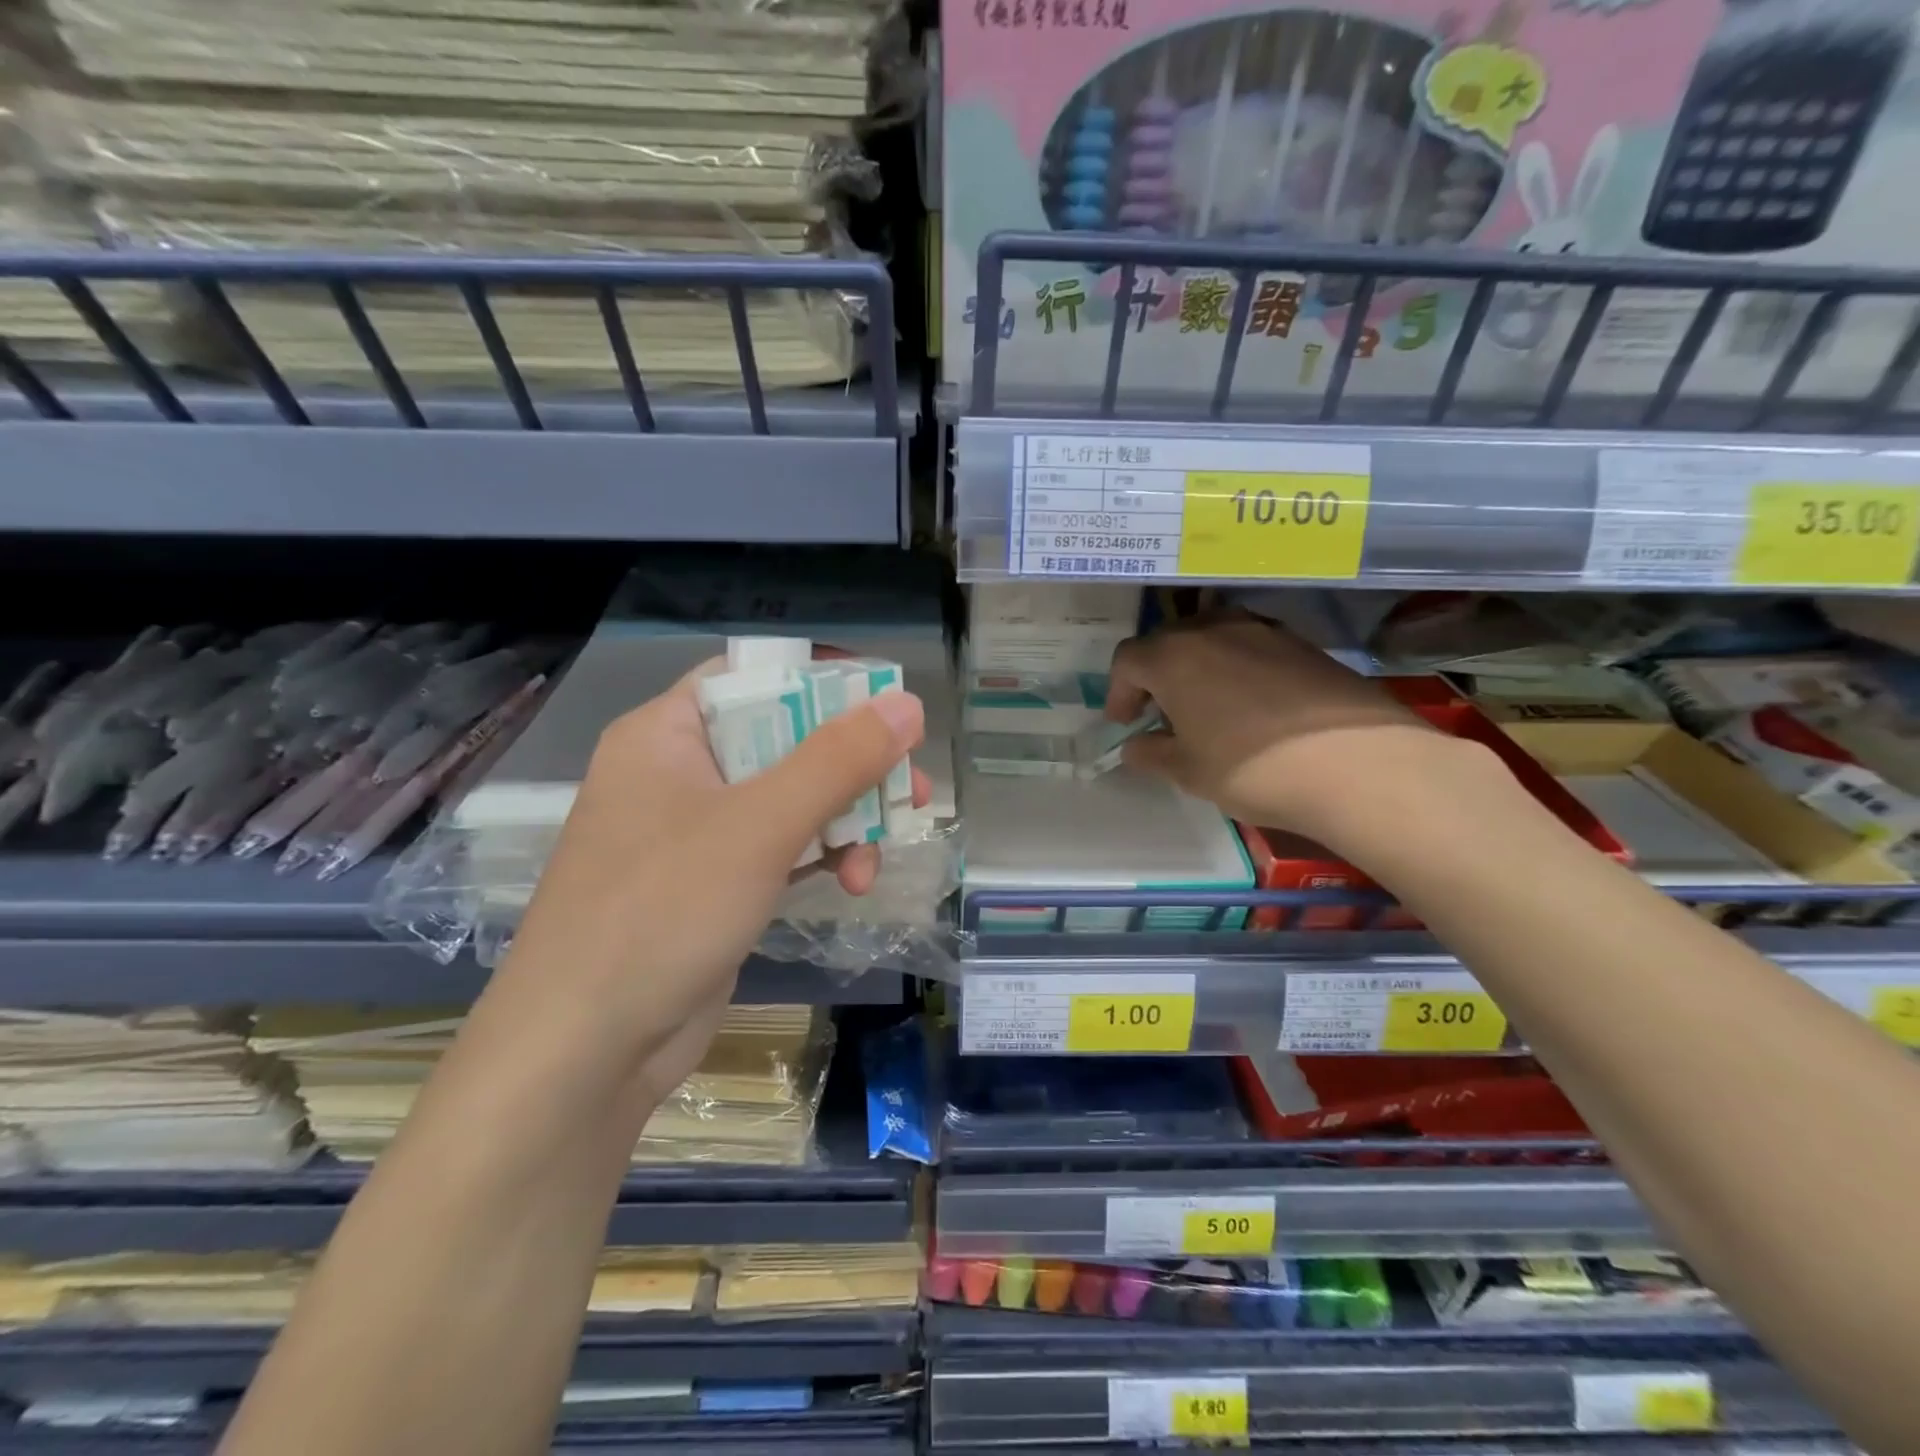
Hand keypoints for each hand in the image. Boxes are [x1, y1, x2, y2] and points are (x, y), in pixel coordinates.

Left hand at [493, 660, 925, 1116]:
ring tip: (878, 859)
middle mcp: (679, 772)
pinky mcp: (713, 883)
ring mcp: (695, 832)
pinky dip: (821, 856)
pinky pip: (781, 846)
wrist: (583, 1053)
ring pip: (791, 798)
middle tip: (911, 790)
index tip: (889, 709)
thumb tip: (908, 703)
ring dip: (844, 820)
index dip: (825, 684)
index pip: (756, 677)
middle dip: (852, 768)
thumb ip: (838, 760)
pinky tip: (854, 882)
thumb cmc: (662, 912)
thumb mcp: (760, 825)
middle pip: (784, 740)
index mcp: (668, 734)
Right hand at [1105, 611, 1484, 851]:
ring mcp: (1262, 631)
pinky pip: (1250, 646)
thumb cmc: (1252, 768)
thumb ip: (1152, 754)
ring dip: (1196, 666)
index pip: (1128, 659)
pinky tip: (1251, 705)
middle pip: (1168, 640)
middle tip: (1159, 712)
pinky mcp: (1302, 644)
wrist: (1357, 764)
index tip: (1125, 723)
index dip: (1119, 691)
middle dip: (1155, 674)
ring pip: (1211, 638)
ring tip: (1205, 706)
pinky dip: (1236, 667)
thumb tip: (1135, 746)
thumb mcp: (1188, 771)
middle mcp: (1213, 630)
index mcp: (1173, 657)